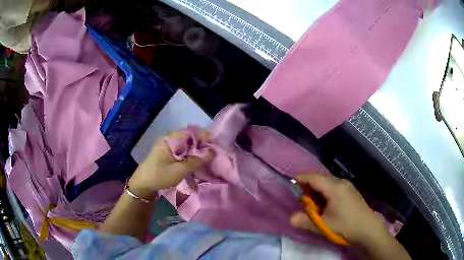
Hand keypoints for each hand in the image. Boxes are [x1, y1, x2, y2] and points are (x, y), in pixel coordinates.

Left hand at [128, 130, 213, 199]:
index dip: (204, 137)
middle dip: (202, 144)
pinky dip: (190, 154)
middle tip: (213, 153)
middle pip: (189, 137)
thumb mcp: (180, 170)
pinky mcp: (167, 153)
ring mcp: (167, 145)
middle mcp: (169, 139)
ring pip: (186, 144)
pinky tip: (196, 161)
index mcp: (170, 139)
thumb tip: (213, 152)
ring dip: (196, 150)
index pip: (191, 132)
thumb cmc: (160, 176)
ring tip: (207, 158)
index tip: (215, 146)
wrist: (142, 184)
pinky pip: (182, 150)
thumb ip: (197, 161)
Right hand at [290, 173, 388, 244]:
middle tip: (301, 196)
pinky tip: (325, 203)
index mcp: (334, 188)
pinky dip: (325, 191)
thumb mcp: (324, 226)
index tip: (291, 181)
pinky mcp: (351, 190)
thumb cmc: (345, 226)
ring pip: (328, 181)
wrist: (368, 228)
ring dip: (318, 188)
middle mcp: (341, 182)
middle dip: (309, 184)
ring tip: (312, 202)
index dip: (301, 178)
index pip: (314, 178)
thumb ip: (306, 221)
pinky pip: (334, 186)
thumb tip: (291, 218)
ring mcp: (347, 186)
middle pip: (321, 178)